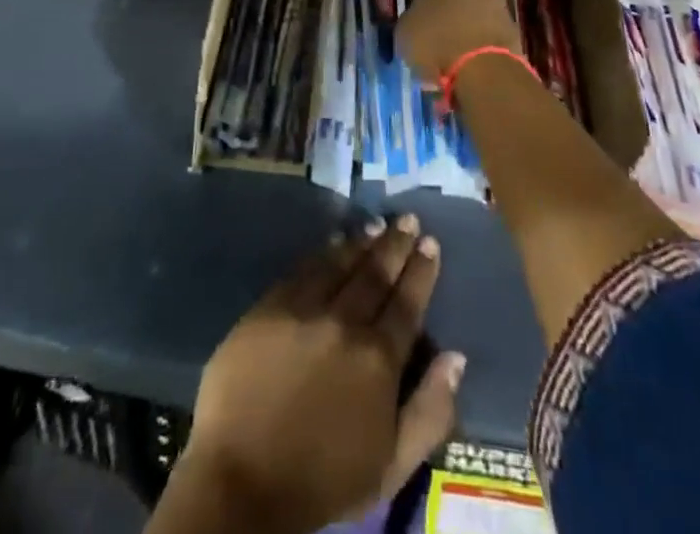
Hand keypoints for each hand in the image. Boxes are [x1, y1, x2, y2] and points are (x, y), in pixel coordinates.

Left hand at [164, 216, 463, 533]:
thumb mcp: (392, 466)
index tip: (430, 244)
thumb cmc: (322, 481)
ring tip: (378, 223)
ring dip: (363, 241)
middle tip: (408, 219)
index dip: (421, 271)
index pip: (407, 303)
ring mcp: (305, 309)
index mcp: (379, 359)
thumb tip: (456, 357)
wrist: (242, 480)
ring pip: (341, 263)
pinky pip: (304, 268)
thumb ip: (430, 411)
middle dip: (396, 244)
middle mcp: (345, 322)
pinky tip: (334, 241)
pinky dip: (324, 251)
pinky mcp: (270, 306)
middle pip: (376, 274)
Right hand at [398, 0, 521, 81]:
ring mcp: (499, 2)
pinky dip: (482, 44)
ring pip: (476, 13)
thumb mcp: (404, 31)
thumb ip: (411, 20)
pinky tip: (470, 62)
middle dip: (449, 11)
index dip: (423, 1)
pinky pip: (490, 33)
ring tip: (454, 54)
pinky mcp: (515, 27)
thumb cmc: (435, 42)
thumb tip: (416, 23)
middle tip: (436, 35)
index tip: (418, 20)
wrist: (482, 68)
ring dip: (467, 27)